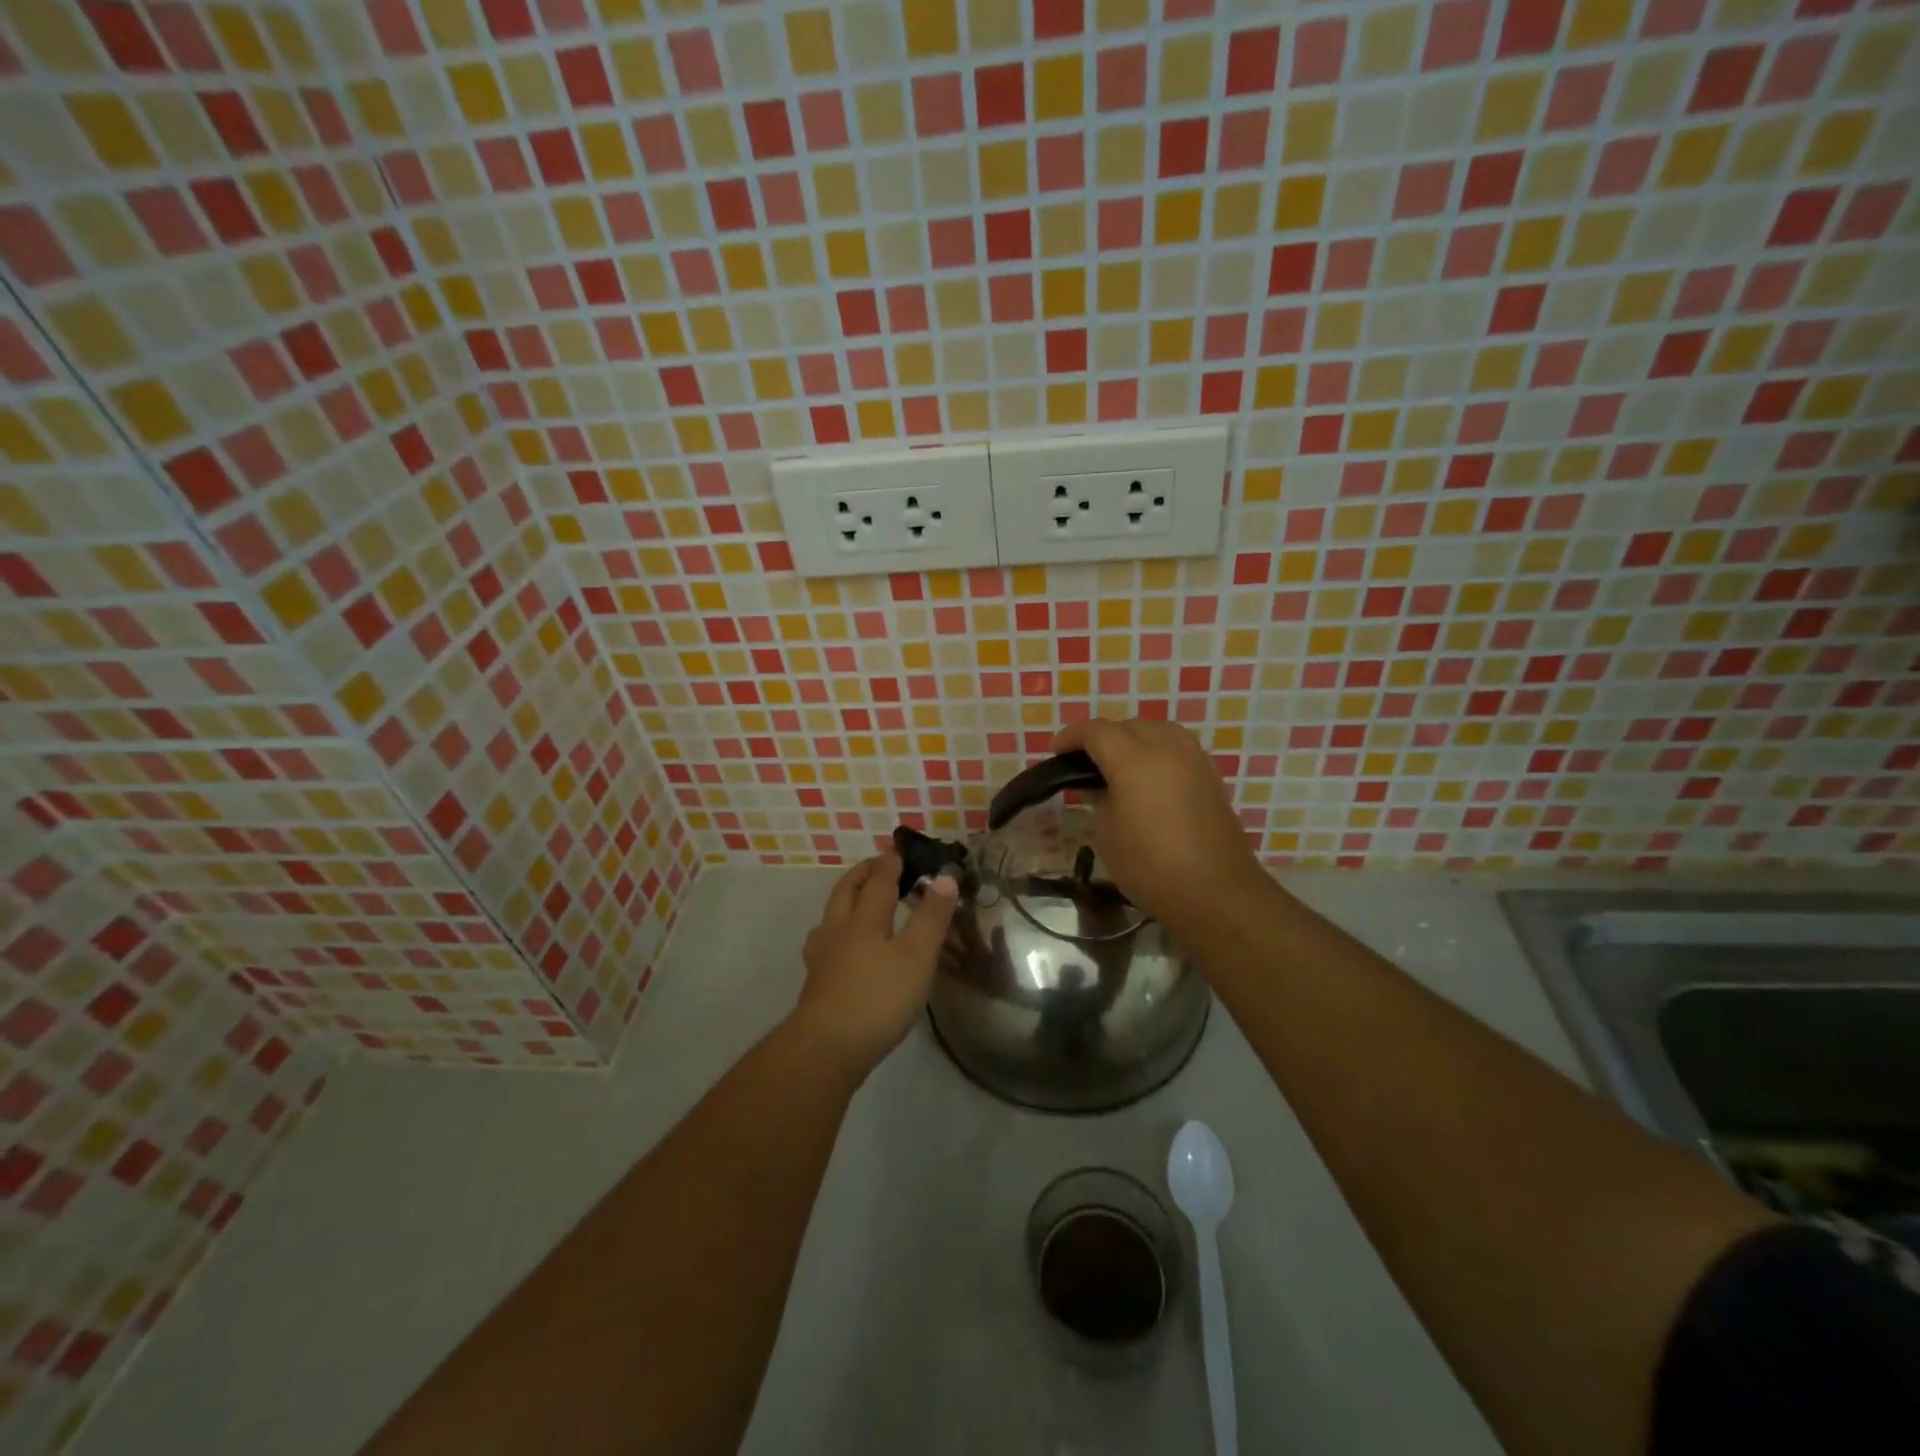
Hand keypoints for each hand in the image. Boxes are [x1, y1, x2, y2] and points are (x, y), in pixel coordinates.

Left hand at [793, 854, 958, 1079]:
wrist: (827, 1047)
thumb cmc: (878, 998)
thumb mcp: (917, 956)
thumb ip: (931, 917)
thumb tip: (944, 876)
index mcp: (865, 919)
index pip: (878, 881)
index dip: (890, 864)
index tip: (898, 850)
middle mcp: (839, 930)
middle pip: (847, 891)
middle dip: (862, 874)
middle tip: (877, 865)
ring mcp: (823, 956)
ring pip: (831, 915)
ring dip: (845, 899)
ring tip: (857, 899)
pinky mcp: (816, 981)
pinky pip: (825, 941)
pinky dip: (836, 930)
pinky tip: (839, 946)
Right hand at [1051, 717, 1265, 935]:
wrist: (1215, 892)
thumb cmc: (1150, 866)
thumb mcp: (1107, 834)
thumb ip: (1098, 800)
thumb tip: (1097, 786)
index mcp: (1134, 760)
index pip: (1097, 731)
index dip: (1072, 736)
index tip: (1057, 752)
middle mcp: (1167, 748)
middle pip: (1129, 725)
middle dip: (1103, 737)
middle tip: (1086, 762)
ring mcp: (1194, 760)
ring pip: (1159, 730)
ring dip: (1134, 738)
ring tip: (1120, 764)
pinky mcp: (1211, 776)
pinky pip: (1179, 747)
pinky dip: (1159, 751)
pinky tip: (1150, 777)